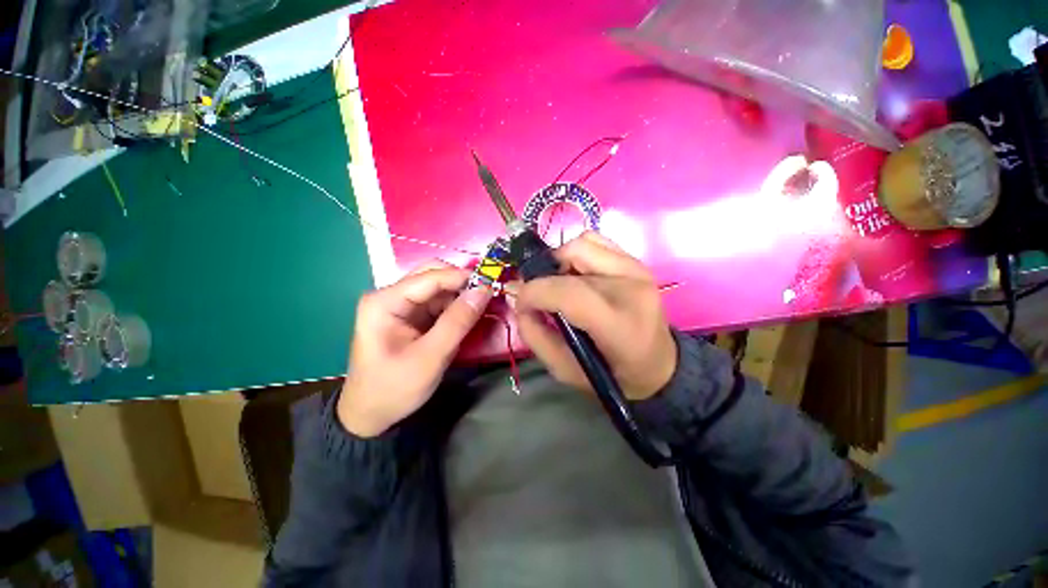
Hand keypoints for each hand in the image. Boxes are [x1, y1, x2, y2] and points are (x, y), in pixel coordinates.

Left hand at [338, 262, 492, 436]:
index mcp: (385, 302)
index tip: (491, 284)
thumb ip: (458, 322)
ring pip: (437, 288)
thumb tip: (483, 291)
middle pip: (432, 276)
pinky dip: (454, 308)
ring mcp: (399, 305)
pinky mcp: (408, 316)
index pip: (430, 276)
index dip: (463, 277)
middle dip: (461, 284)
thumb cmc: (395, 388)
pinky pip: (436, 303)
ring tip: (481, 308)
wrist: (370, 415)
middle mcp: (390, 296)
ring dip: (460, 296)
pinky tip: (466, 317)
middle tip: (487, 296)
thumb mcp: (431, 357)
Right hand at [513, 231, 676, 400]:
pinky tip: (577, 275)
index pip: (568, 293)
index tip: (522, 304)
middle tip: (539, 297)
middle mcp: (631, 287)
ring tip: (560, 286)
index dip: (534, 293)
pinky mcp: (635, 261)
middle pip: (571, 260)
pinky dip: (576, 254)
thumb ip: (535, 334)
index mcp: (619, 324)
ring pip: (581, 244)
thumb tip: (518, 299)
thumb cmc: (612, 374)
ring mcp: (636, 269)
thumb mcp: (565, 370)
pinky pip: (594, 241)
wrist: (658, 364)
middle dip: (543, 277)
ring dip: (559, 262)